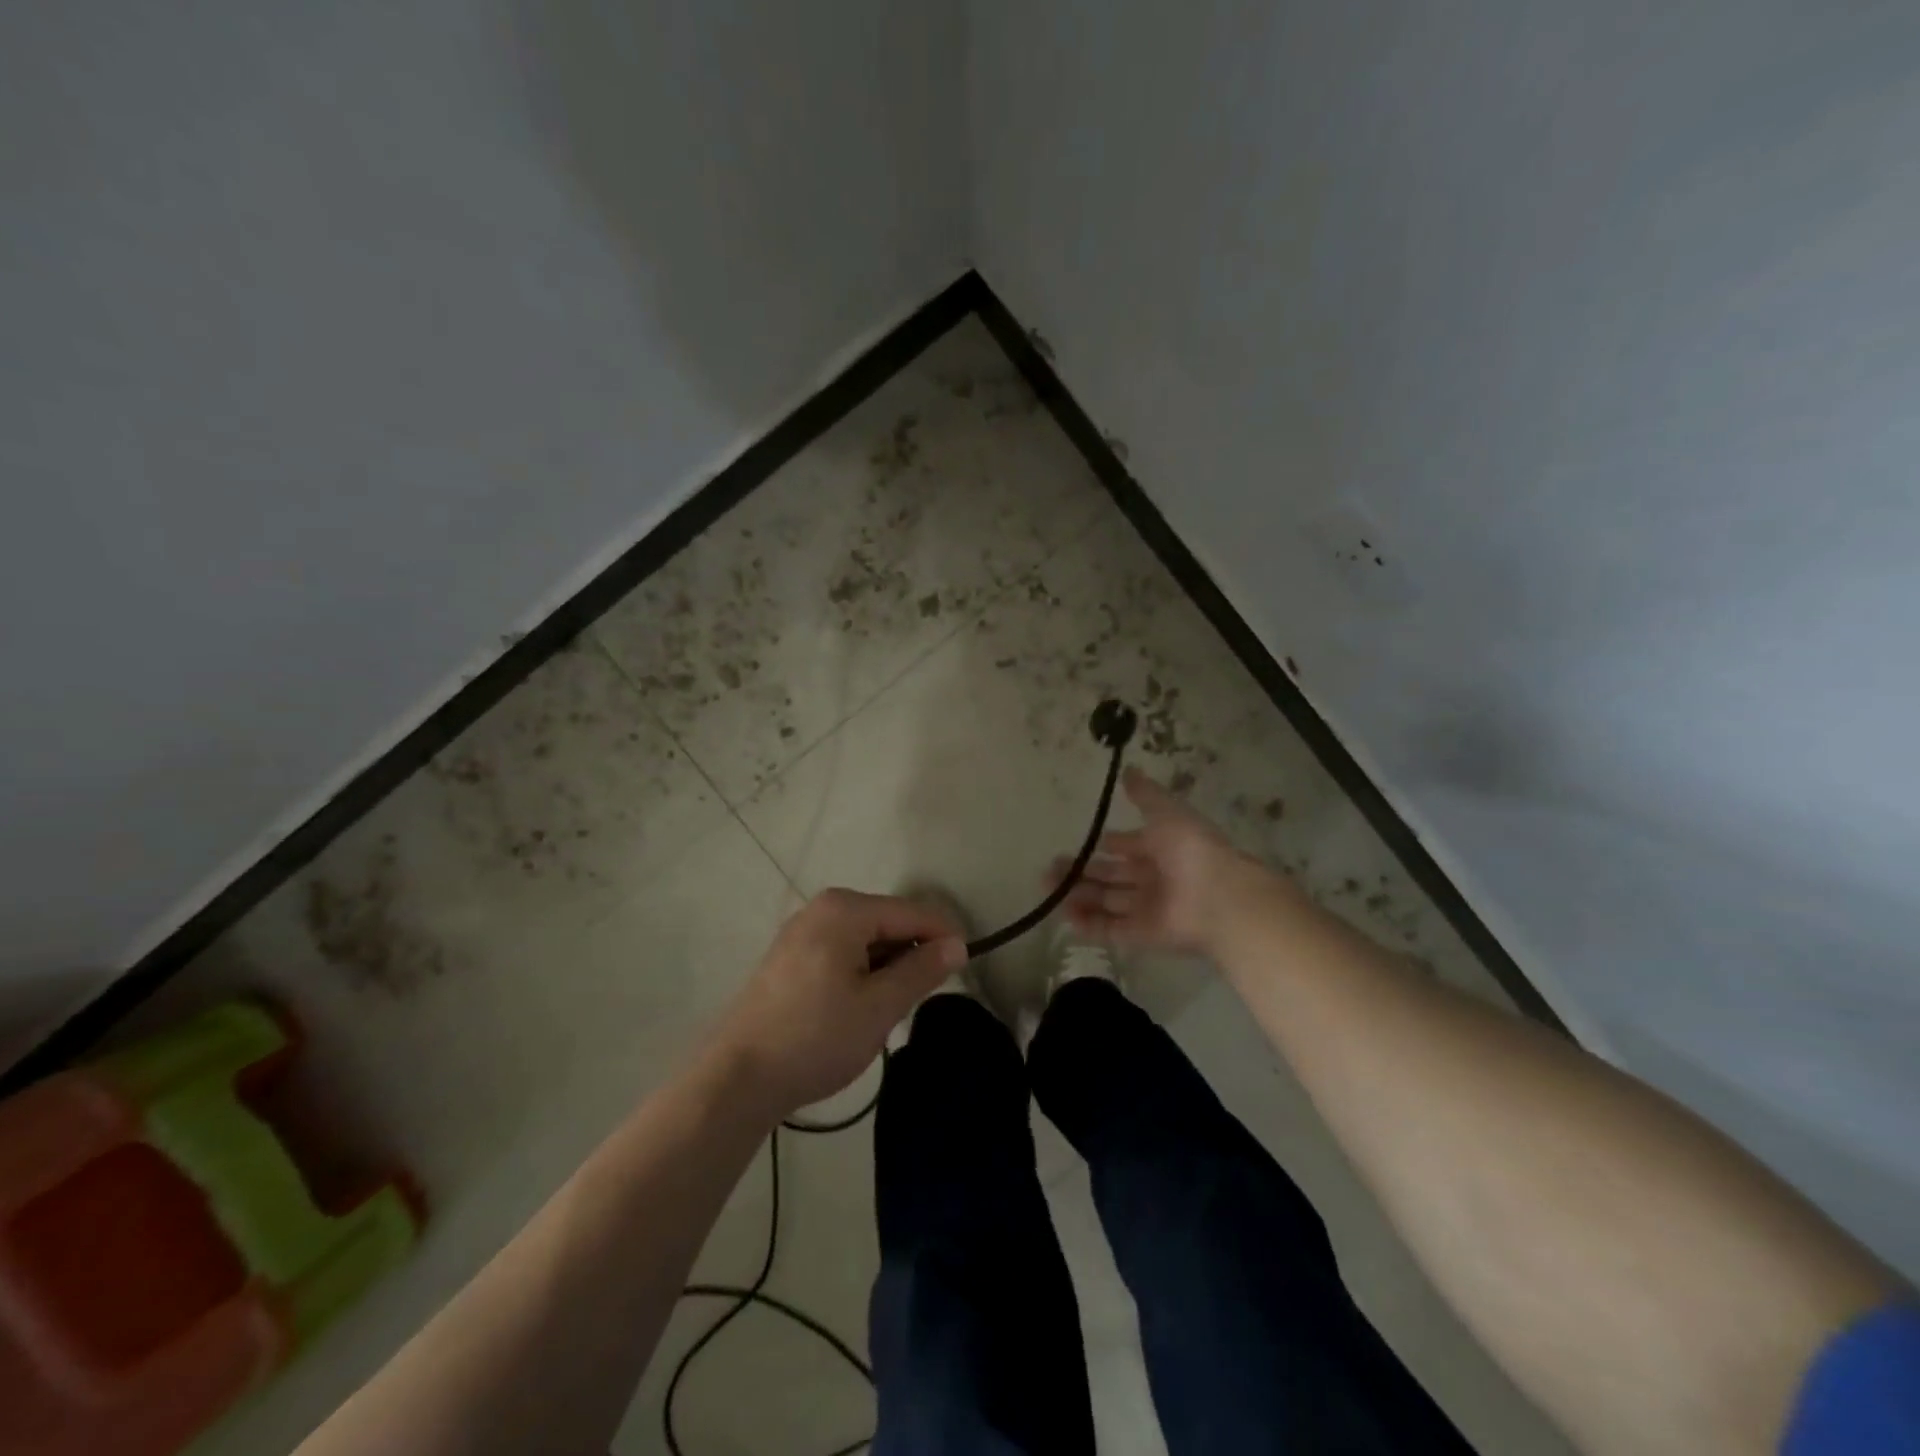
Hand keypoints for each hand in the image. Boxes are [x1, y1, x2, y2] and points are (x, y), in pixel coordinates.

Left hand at [712, 889, 965, 1116]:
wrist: (737, 1078)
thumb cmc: (816, 1037)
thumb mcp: (879, 1006)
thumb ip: (921, 970)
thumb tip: (957, 945)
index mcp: (845, 909)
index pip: (912, 912)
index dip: (944, 937)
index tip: (965, 969)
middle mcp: (822, 908)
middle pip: (888, 922)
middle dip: (911, 955)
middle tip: (918, 1001)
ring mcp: (801, 931)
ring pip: (865, 939)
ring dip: (886, 967)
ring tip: (887, 1010)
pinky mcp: (789, 956)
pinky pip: (842, 951)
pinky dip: (861, 972)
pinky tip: (857, 1008)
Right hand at [1050, 766, 1267, 956]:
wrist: (1218, 897)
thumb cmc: (1191, 849)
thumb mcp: (1167, 811)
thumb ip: (1145, 794)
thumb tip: (1127, 769)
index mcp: (1161, 849)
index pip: (1128, 847)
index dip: (1109, 845)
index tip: (1084, 843)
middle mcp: (1153, 879)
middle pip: (1111, 876)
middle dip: (1081, 872)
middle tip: (1049, 870)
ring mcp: (1147, 908)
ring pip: (1106, 902)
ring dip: (1078, 896)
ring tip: (1047, 889)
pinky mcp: (1142, 935)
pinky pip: (1111, 929)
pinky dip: (1089, 924)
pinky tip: (1065, 915)